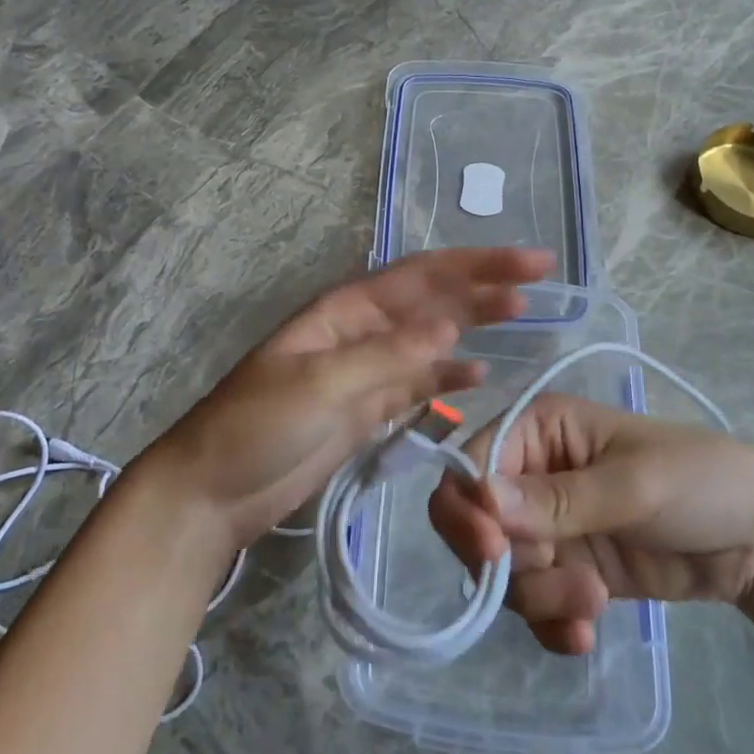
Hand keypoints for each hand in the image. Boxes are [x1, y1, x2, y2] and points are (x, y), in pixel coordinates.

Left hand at [141, 247, 556, 549]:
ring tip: (520, 316)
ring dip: (472, 325)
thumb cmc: (256, 426)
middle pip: (432, 299)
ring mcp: (365, 371)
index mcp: (346, 309)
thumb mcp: (319, 384)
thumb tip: (451, 327)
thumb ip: (386, 357)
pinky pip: (417, 385)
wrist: (213, 491)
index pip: (422, 275)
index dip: (477, 264)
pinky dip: (447, 379)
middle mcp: (360, 330)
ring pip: (430, 339)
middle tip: (540, 279)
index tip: (530, 262)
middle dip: (483, 285)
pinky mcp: (366, 410)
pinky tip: (478, 377)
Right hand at [428, 394, 753, 654]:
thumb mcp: (632, 486)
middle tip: (566, 586)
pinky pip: (534, 604)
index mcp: (538, 429)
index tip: (492, 552)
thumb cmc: (700, 481)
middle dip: (510, 564)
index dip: (468, 507)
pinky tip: (586, 633)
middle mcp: (531, 474)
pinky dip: (552, 624)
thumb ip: (557, 499)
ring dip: (541, 598)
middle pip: (477, 524)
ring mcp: (549, 526)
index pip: (472, 464)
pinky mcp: (568, 570)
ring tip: (594, 602)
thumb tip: (481, 498)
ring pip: (504, 572)